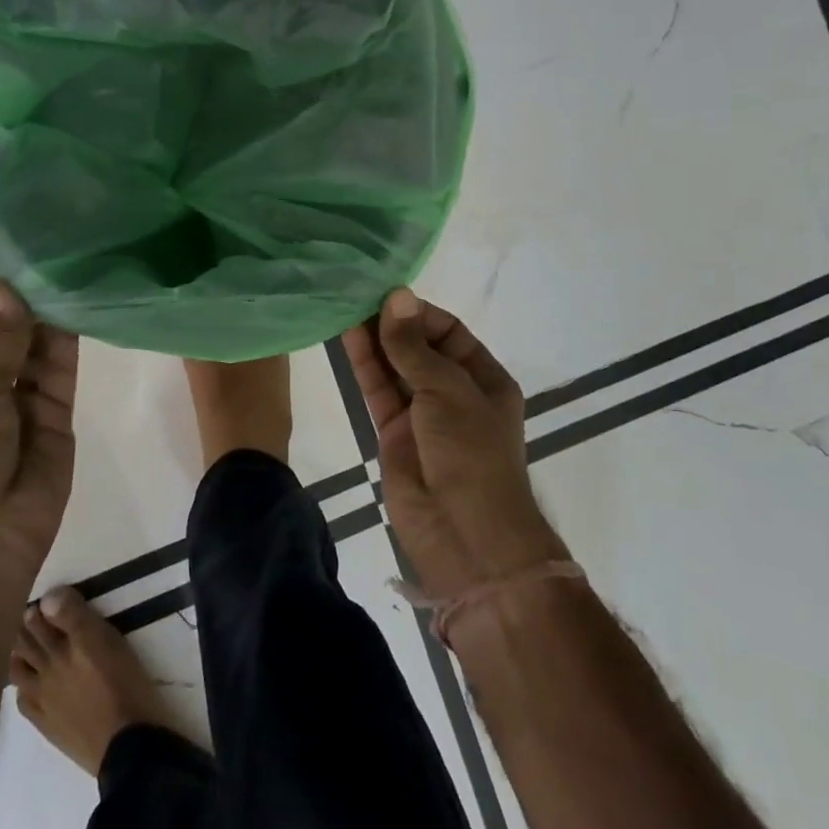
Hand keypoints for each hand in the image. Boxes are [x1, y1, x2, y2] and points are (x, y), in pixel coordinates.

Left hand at [0, 280, 79, 577]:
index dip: (4, 300)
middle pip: (15, 338)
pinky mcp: (59, 418)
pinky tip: (84, 310)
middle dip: (34, 306)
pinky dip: (72, 345)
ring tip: (79, 275)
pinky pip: (64, 374)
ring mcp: (26, 405)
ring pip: (42, 352)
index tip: (33, 263)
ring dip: (55, 321)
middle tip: (66, 260)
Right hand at [342, 289, 567, 598]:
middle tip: (357, 293)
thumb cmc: (471, 452)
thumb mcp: (447, 390)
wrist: (465, 535)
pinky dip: (364, 364)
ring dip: (373, 339)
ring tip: (345, 305)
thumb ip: (413, 345)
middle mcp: (453, 392)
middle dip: (392, 323)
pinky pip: (378, 390)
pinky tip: (345, 336)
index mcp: (484, 378)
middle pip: (418, 347)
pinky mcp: (394, 433)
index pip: (449, 332)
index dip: (418, 313)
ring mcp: (422, 414)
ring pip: (394, 366)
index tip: (387, 295)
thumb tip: (396, 295)